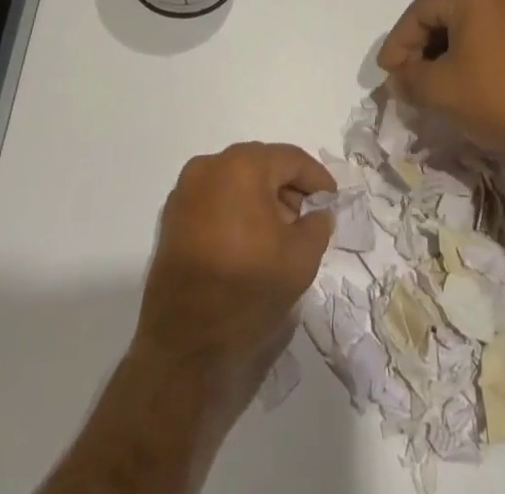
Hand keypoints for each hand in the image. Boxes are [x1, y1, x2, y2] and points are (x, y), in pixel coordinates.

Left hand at [134, 142, 334, 393]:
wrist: (184, 346)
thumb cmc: (247, 290)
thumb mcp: (301, 259)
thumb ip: (318, 225)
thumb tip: (318, 212)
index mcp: (242, 166)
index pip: (291, 159)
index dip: (316, 179)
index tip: (332, 201)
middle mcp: (210, 166)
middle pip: (261, 165)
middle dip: (288, 189)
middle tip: (307, 219)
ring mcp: (186, 191)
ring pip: (236, 181)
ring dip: (261, 200)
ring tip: (280, 234)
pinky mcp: (172, 218)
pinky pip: (214, 200)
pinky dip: (236, 211)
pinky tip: (249, 242)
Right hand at [377, 0, 504, 157]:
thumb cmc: (491, 97)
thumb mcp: (437, 89)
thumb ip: (408, 78)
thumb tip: (398, 79)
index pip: (420, 13)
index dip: (398, 43)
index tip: (387, 73)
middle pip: (442, 16)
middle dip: (419, 48)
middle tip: (404, 78)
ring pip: (463, 27)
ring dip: (441, 53)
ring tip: (427, 84)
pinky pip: (484, 36)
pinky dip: (465, 55)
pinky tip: (456, 81)